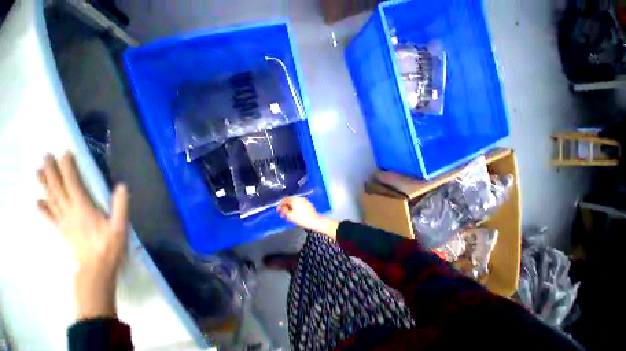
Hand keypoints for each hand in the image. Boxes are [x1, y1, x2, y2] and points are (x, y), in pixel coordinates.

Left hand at [36, 152, 128, 319]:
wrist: (95, 267)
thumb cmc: (110, 245)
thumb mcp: (120, 225)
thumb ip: (121, 205)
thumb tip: (121, 186)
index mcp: (84, 209)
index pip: (73, 184)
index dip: (68, 168)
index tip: (64, 153)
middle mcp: (70, 212)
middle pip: (58, 189)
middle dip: (51, 171)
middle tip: (45, 156)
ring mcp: (63, 221)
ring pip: (51, 199)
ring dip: (44, 184)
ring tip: (38, 171)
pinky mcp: (62, 230)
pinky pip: (49, 217)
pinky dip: (42, 208)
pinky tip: (38, 201)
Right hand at [277, 197, 337, 238]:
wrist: (314, 221)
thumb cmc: (301, 218)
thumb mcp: (290, 215)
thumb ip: (284, 210)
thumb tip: (281, 208)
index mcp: (295, 199)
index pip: (285, 200)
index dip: (280, 205)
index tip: (277, 211)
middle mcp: (299, 198)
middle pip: (290, 201)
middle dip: (285, 208)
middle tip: (282, 215)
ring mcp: (304, 201)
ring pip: (295, 203)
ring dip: (290, 209)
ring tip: (288, 217)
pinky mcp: (308, 204)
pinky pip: (299, 205)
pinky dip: (295, 209)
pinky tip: (295, 215)